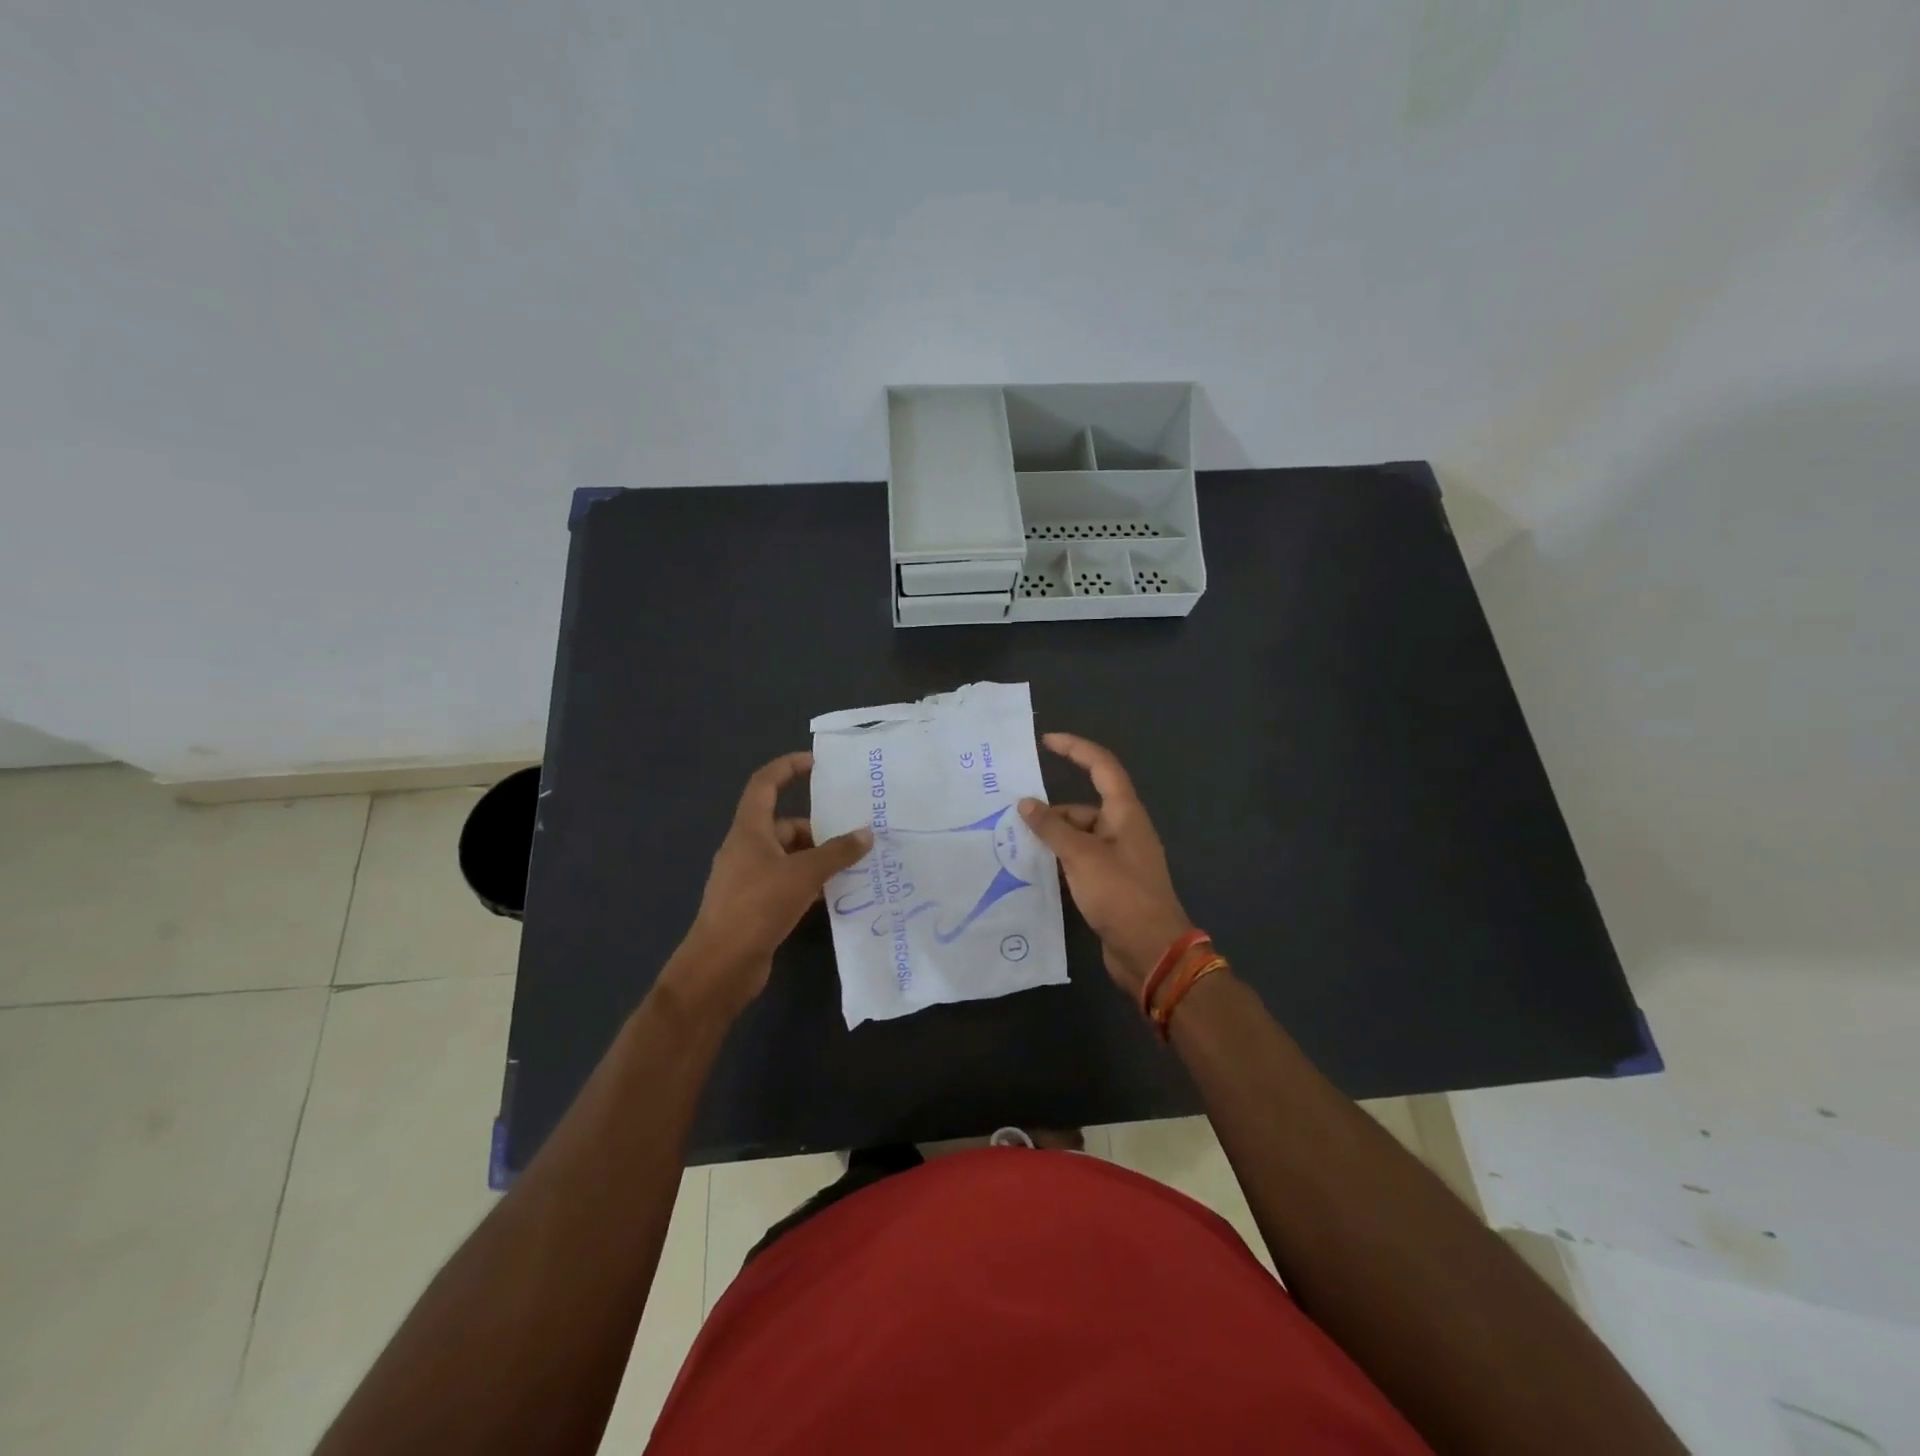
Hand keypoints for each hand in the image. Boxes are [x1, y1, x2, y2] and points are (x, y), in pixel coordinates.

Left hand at [668, 752, 872, 1018]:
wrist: (720, 967)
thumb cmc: (756, 907)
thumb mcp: (803, 874)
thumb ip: (837, 852)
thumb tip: (866, 834)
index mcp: (749, 830)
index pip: (765, 784)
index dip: (788, 767)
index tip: (817, 764)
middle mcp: (747, 849)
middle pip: (785, 825)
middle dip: (819, 828)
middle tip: (855, 834)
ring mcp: (750, 879)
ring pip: (790, 856)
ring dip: (818, 858)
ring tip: (855, 865)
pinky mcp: (756, 905)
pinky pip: (789, 882)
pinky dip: (811, 883)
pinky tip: (836, 893)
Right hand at [1018, 733, 1194, 998]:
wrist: (1150, 951)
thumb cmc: (1120, 894)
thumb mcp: (1082, 856)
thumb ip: (1052, 828)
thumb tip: (1026, 804)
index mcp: (1125, 813)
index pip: (1101, 766)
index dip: (1076, 748)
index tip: (1046, 741)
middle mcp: (1124, 830)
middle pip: (1084, 807)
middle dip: (1052, 812)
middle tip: (1013, 820)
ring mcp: (1118, 859)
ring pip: (1079, 836)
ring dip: (1053, 839)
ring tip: (1016, 847)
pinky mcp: (1111, 884)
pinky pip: (1080, 861)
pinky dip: (1060, 861)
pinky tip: (1035, 871)